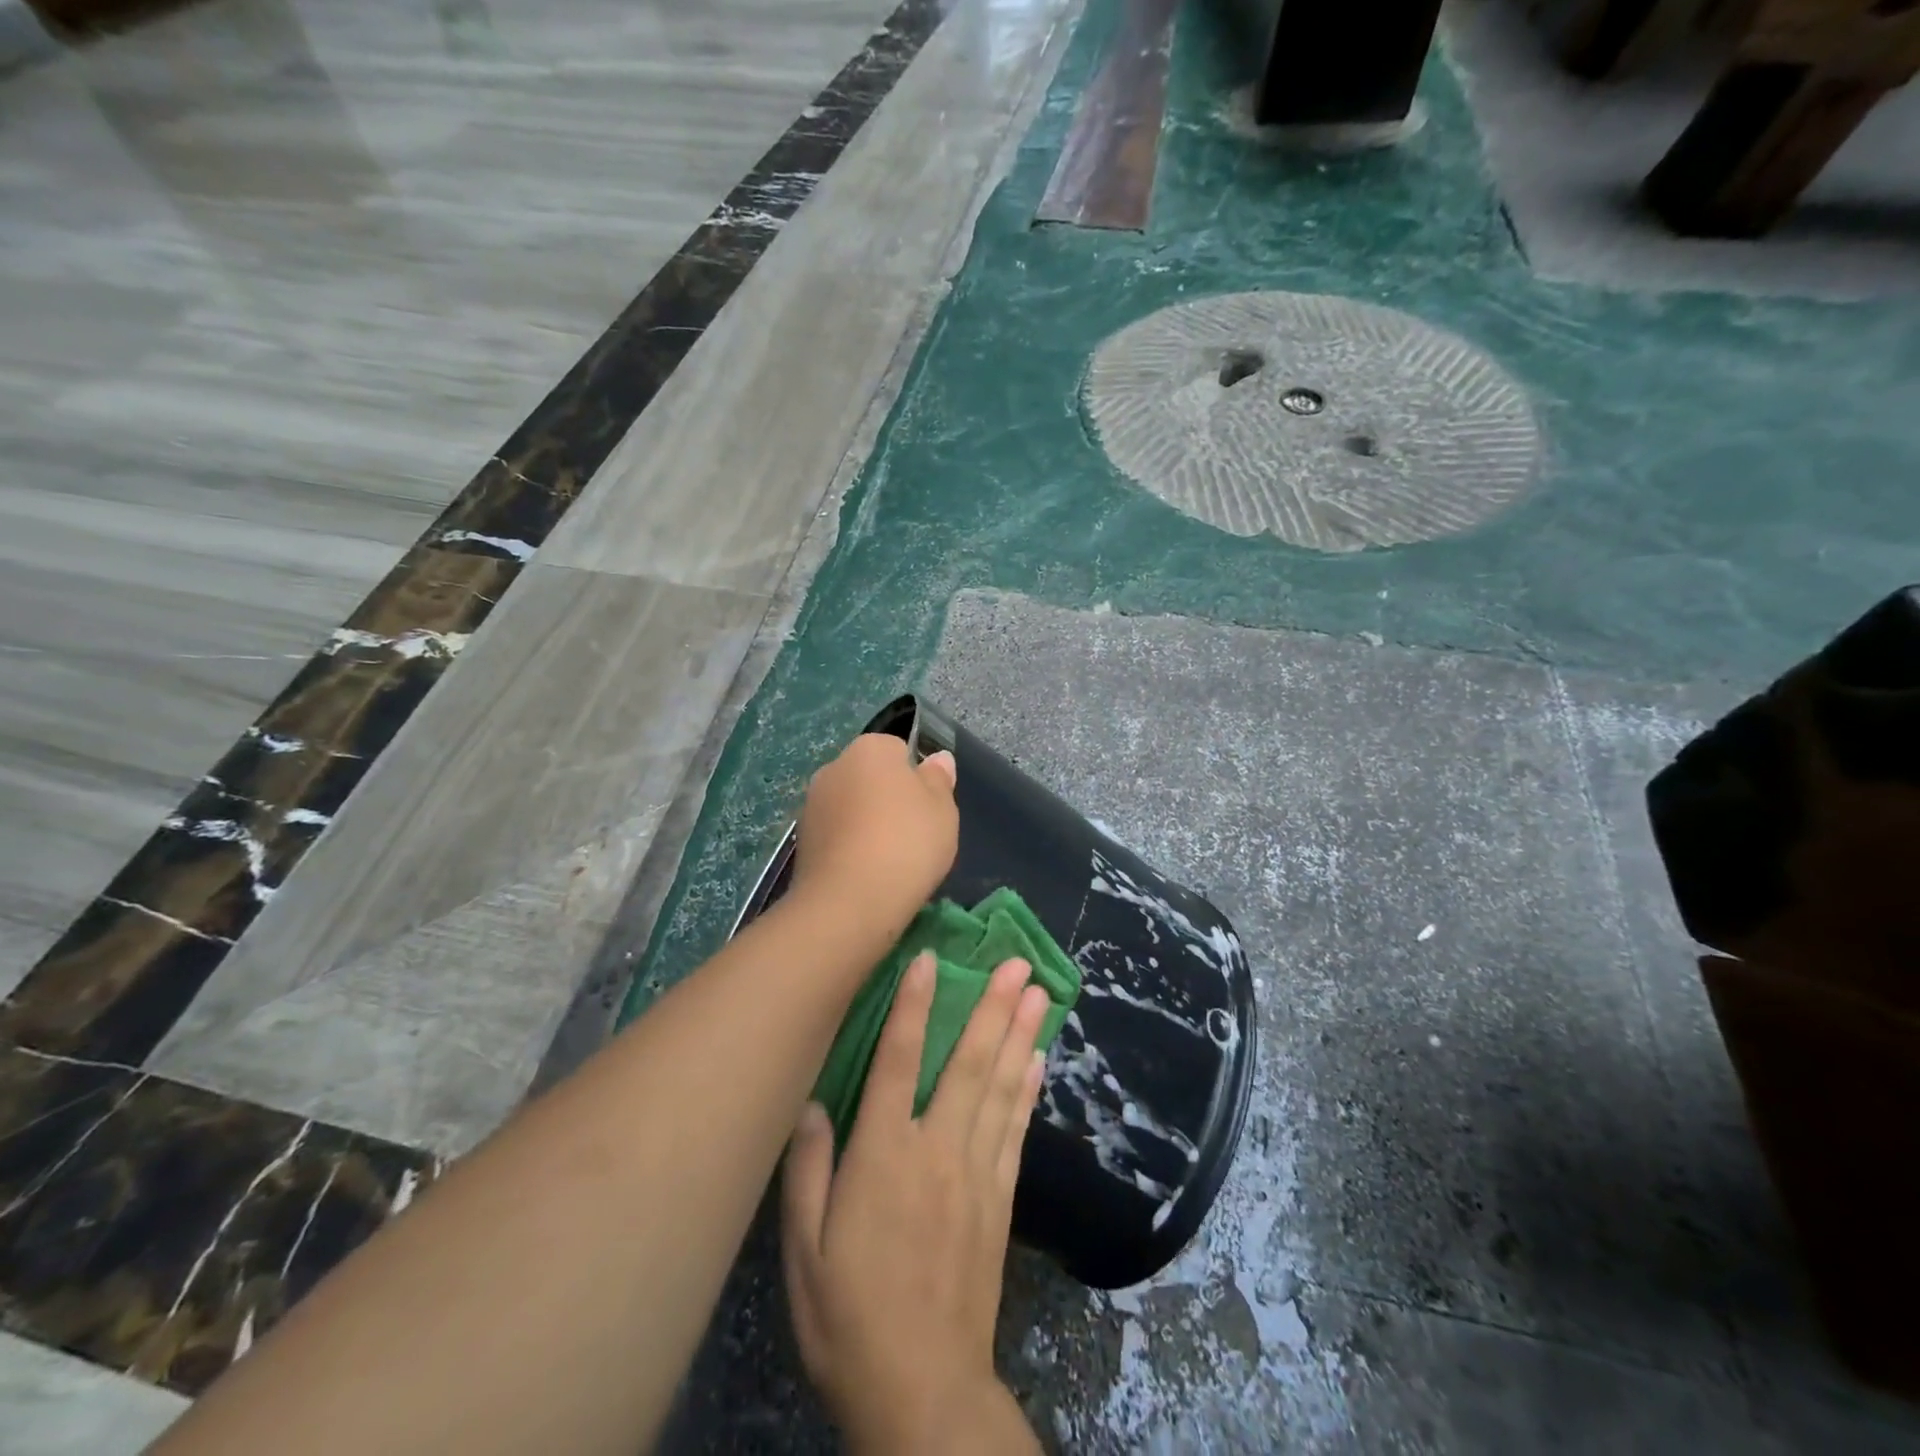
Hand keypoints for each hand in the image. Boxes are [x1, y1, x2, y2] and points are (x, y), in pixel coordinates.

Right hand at [782, 954, 1048, 1453]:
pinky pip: (1017, 1130)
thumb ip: (806, 1171)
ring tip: (1039, 992)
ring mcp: (976, 1172)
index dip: (915, 1005)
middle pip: (969, 1063)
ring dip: (1020, 1034)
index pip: (899, 1061)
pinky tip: (1039, 1058)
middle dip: (994, 1007)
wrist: (924, 1390)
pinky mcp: (1000, 1198)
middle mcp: (936, 1149)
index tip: (932, 958)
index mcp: (883, 1156)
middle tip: (1018, 962)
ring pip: (1001, 1087)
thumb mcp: (804, 1253)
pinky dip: (1029, 1089)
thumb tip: (813, 1102)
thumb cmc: (850, 1316)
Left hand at [791, 733, 957, 934]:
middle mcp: (834, 767)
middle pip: (870, 777)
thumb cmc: (907, 843)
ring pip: (850, 807)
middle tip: (912, 835)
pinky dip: (849, 848)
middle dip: (887, 799)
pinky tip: (865, 875)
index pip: (897, 750)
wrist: (849, 902)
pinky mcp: (801, 841)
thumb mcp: (943, 809)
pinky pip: (836, 836)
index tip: (927, 807)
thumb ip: (939, 780)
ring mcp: (812, 804)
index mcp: (870, 749)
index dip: (915, 777)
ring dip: (865, 825)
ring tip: (889, 861)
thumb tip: (937, 758)